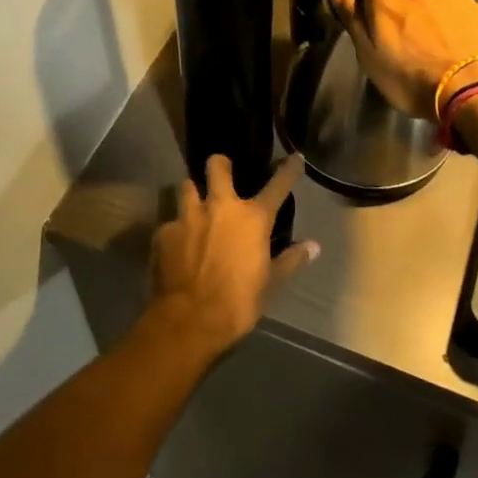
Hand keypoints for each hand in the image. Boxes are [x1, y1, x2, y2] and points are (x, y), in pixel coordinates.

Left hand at [147, 152, 318, 356]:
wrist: (189, 320)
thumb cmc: (238, 303)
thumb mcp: (271, 284)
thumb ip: (291, 260)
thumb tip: (313, 247)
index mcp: (252, 218)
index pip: (277, 186)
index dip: (288, 170)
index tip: (294, 158)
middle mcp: (219, 207)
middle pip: (216, 166)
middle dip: (219, 164)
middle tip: (222, 172)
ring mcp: (188, 217)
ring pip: (186, 186)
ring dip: (192, 193)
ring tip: (194, 205)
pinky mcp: (164, 233)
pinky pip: (170, 221)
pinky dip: (175, 229)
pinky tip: (176, 244)